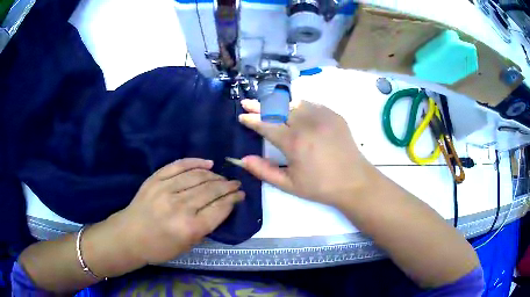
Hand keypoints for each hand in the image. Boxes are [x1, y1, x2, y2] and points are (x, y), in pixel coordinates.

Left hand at [113, 158, 243, 264]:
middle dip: (228, 186)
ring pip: (198, 176)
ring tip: (222, 177)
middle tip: (236, 184)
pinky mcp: (155, 179)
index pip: (220, 208)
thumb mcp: (187, 246)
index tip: (241, 195)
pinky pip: (179, 165)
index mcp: (190, 228)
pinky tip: (207, 163)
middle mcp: (180, 206)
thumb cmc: (160, 247)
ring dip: (215, 175)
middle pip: (211, 190)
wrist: (129, 236)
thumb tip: (221, 207)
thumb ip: (206, 227)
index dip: (233, 199)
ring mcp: (166, 189)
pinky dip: (195, 162)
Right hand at [239, 99, 370, 206]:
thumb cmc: (320, 186)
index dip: (251, 119)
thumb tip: (243, 159)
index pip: (266, 124)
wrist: (354, 181)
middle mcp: (307, 123)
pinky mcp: (334, 115)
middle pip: (277, 108)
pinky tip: (294, 111)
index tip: (242, 116)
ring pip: (293, 102)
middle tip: (247, 103)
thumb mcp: (289, 184)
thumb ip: (264, 171)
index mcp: (294, 142)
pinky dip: (298, 106)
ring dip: (279, 104)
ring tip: (269, 107)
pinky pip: (311, 104)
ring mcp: (322, 116)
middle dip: (259, 105)